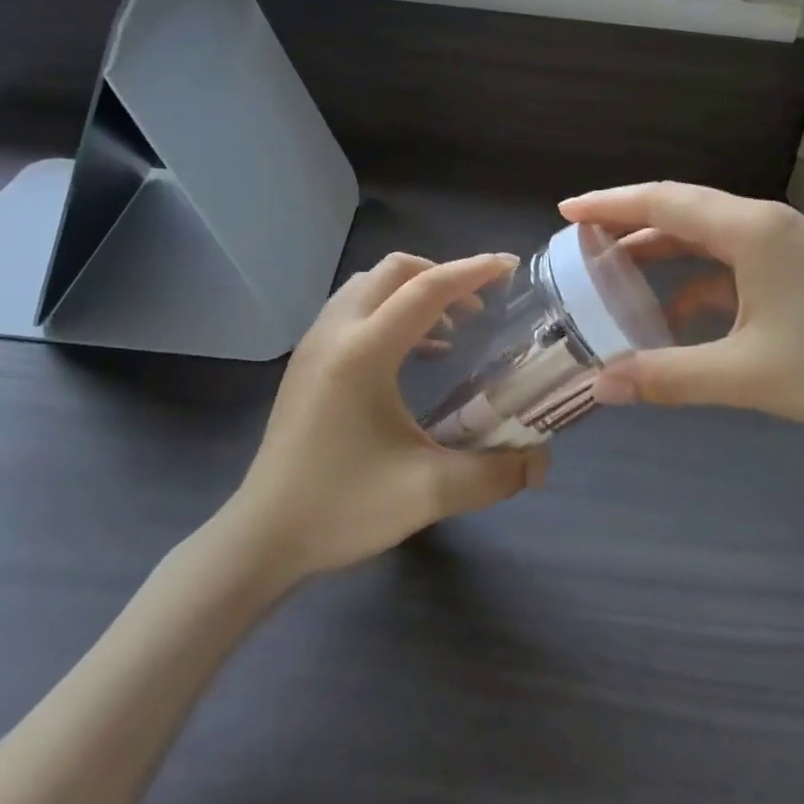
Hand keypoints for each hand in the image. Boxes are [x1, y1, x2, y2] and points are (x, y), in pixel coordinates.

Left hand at [226, 252, 548, 582]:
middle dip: (442, 275)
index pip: (427, 289)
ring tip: (450, 326)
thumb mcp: (427, 493)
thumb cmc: (342, 507)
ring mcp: (315, 343)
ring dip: (412, 290)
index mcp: (364, 351)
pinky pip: (353, 308)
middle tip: (480, 306)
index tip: (511, 266)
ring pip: (369, 284)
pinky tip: (414, 354)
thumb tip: (540, 463)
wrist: (263, 537)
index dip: (473, 271)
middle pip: (395, 271)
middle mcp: (336, 331)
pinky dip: (389, 309)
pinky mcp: (306, 361)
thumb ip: (493, 474)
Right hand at [559, 182, 803, 445]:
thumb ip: (669, 377)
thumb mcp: (749, 376)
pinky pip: (728, 264)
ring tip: (613, 274)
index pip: (662, 202)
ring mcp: (784, 247)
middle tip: (579, 243)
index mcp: (749, 231)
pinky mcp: (797, 272)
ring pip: (704, 236)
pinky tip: (674, 316)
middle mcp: (763, 225)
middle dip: (627, 222)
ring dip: (659, 252)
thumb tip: (599, 384)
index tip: (565, 212)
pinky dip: (693, 282)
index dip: (609, 204)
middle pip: (680, 209)